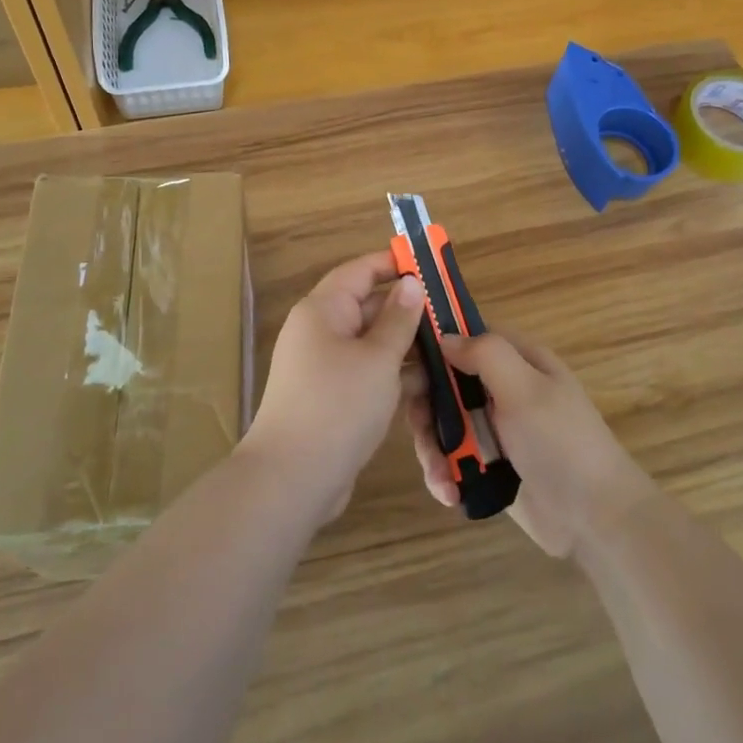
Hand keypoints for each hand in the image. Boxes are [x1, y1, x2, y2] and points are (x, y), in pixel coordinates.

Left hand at [240, 251, 425, 524]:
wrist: (292, 478)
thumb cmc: (338, 405)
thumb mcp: (378, 358)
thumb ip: (398, 319)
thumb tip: (410, 283)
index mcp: (323, 310)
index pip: (360, 270)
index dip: (393, 263)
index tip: (430, 264)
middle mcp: (320, 331)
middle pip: (367, 306)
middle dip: (407, 309)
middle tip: (451, 313)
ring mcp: (324, 366)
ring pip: (370, 343)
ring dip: (405, 345)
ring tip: (449, 349)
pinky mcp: (332, 396)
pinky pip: (366, 372)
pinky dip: (392, 374)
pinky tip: (428, 384)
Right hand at [407, 333, 655, 557]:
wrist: (595, 520)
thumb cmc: (561, 443)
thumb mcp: (525, 389)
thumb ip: (486, 355)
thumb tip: (445, 336)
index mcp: (517, 360)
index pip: (466, 335)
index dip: (433, 343)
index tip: (402, 361)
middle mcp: (502, 388)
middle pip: (445, 382)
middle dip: (426, 406)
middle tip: (419, 428)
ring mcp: (494, 428)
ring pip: (443, 422)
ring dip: (433, 447)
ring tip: (439, 474)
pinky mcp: (488, 464)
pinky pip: (452, 457)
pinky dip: (444, 472)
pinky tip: (449, 493)